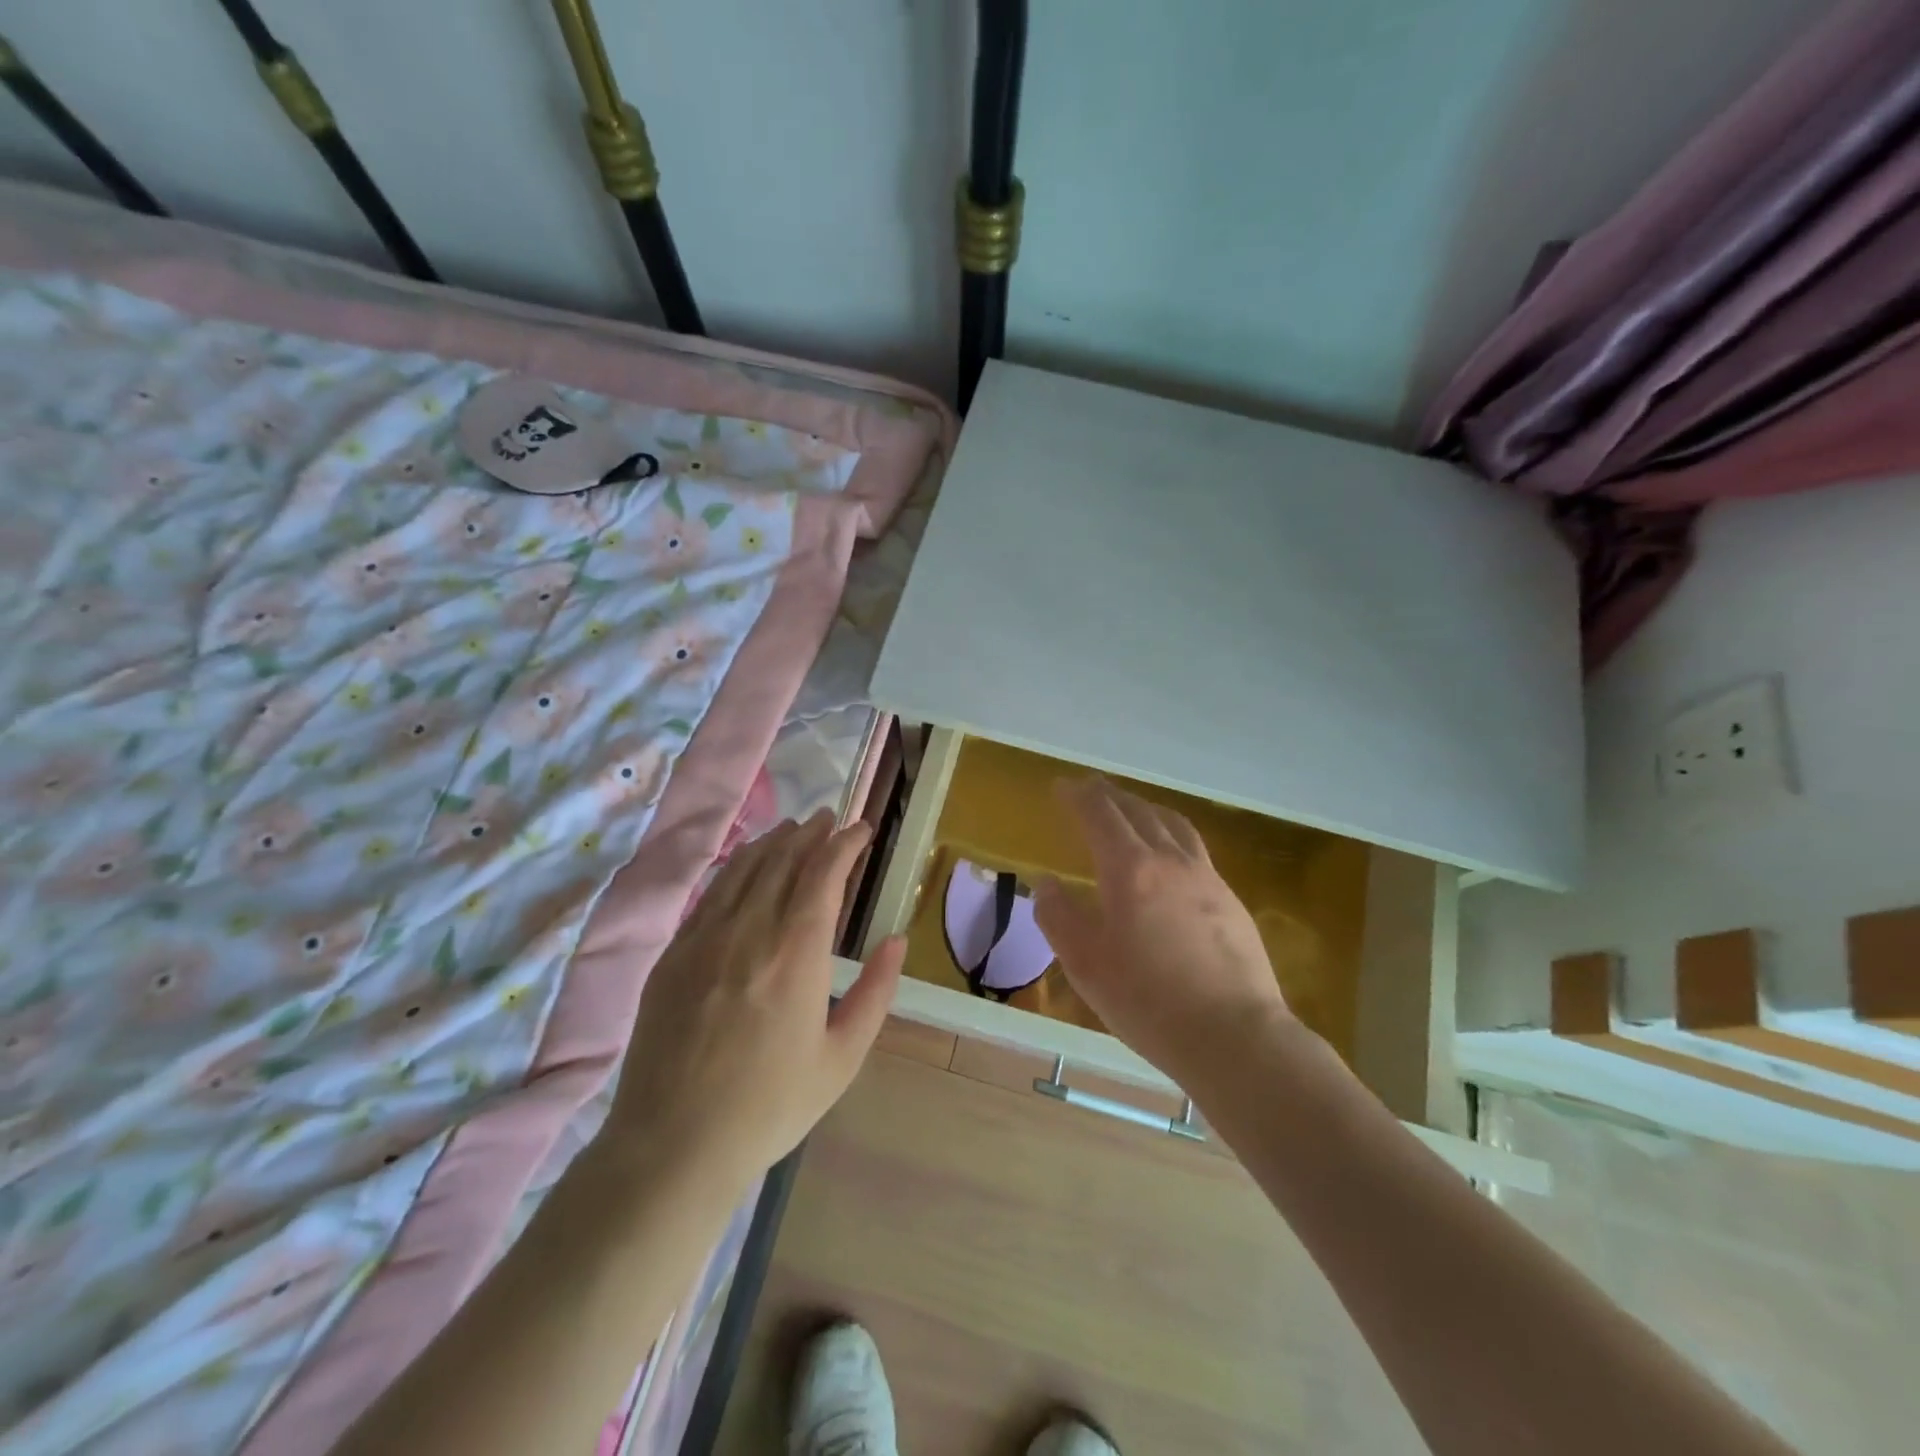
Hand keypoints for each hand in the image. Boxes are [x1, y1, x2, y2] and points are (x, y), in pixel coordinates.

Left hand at [604, 812, 903, 1196]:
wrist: (673, 1145)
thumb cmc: (770, 1106)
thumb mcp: (842, 1058)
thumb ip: (875, 993)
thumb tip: (896, 940)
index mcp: (796, 954)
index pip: (823, 873)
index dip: (845, 843)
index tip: (861, 829)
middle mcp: (749, 931)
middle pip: (783, 860)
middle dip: (811, 832)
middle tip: (831, 819)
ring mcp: (704, 938)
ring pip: (744, 868)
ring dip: (774, 841)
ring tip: (794, 829)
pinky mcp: (673, 953)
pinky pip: (711, 893)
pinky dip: (737, 867)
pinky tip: (746, 866)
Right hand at [1033, 778, 1293, 1093]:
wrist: (1236, 1037)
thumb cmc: (1149, 1002)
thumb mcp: (1086, 965)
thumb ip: (1059, 917)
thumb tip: (1046, 883)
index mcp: (1131, 869)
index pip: (1100, 814)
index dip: (1078, 795)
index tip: (1062, 786)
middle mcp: (1171, 860)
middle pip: (1138, 811)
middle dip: (1110, 795)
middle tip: (1090, 790)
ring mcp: (1207, 877)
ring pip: (1173, 824)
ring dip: (1146, 808)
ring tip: (1132, 810)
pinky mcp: (1231, 899)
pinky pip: (1195, 849)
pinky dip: (1171, 835)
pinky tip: (1170, 858)